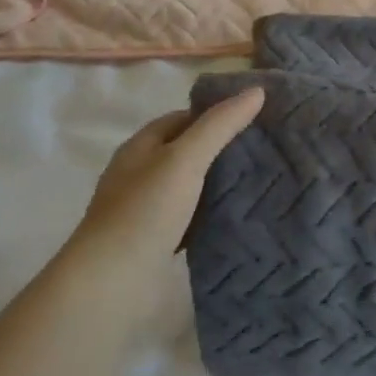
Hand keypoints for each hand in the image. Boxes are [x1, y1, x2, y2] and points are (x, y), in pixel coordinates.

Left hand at [66, 87, 263, 275]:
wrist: (111, 284)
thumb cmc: (145, 211)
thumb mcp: (185, 158)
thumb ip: (220, 125)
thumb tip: (256, 91)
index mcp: (140, 148)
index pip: (182, 119)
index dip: (215, 115)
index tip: (254, 118)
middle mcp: (139, 175)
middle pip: (186, 152)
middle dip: (221, 149)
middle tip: (264, 149)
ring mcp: (145, 210)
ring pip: (190, 187)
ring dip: (218, 184)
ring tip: (260, 180)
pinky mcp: (155, 242)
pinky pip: (190, 219)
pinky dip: (211, 215)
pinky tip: (237, 217)